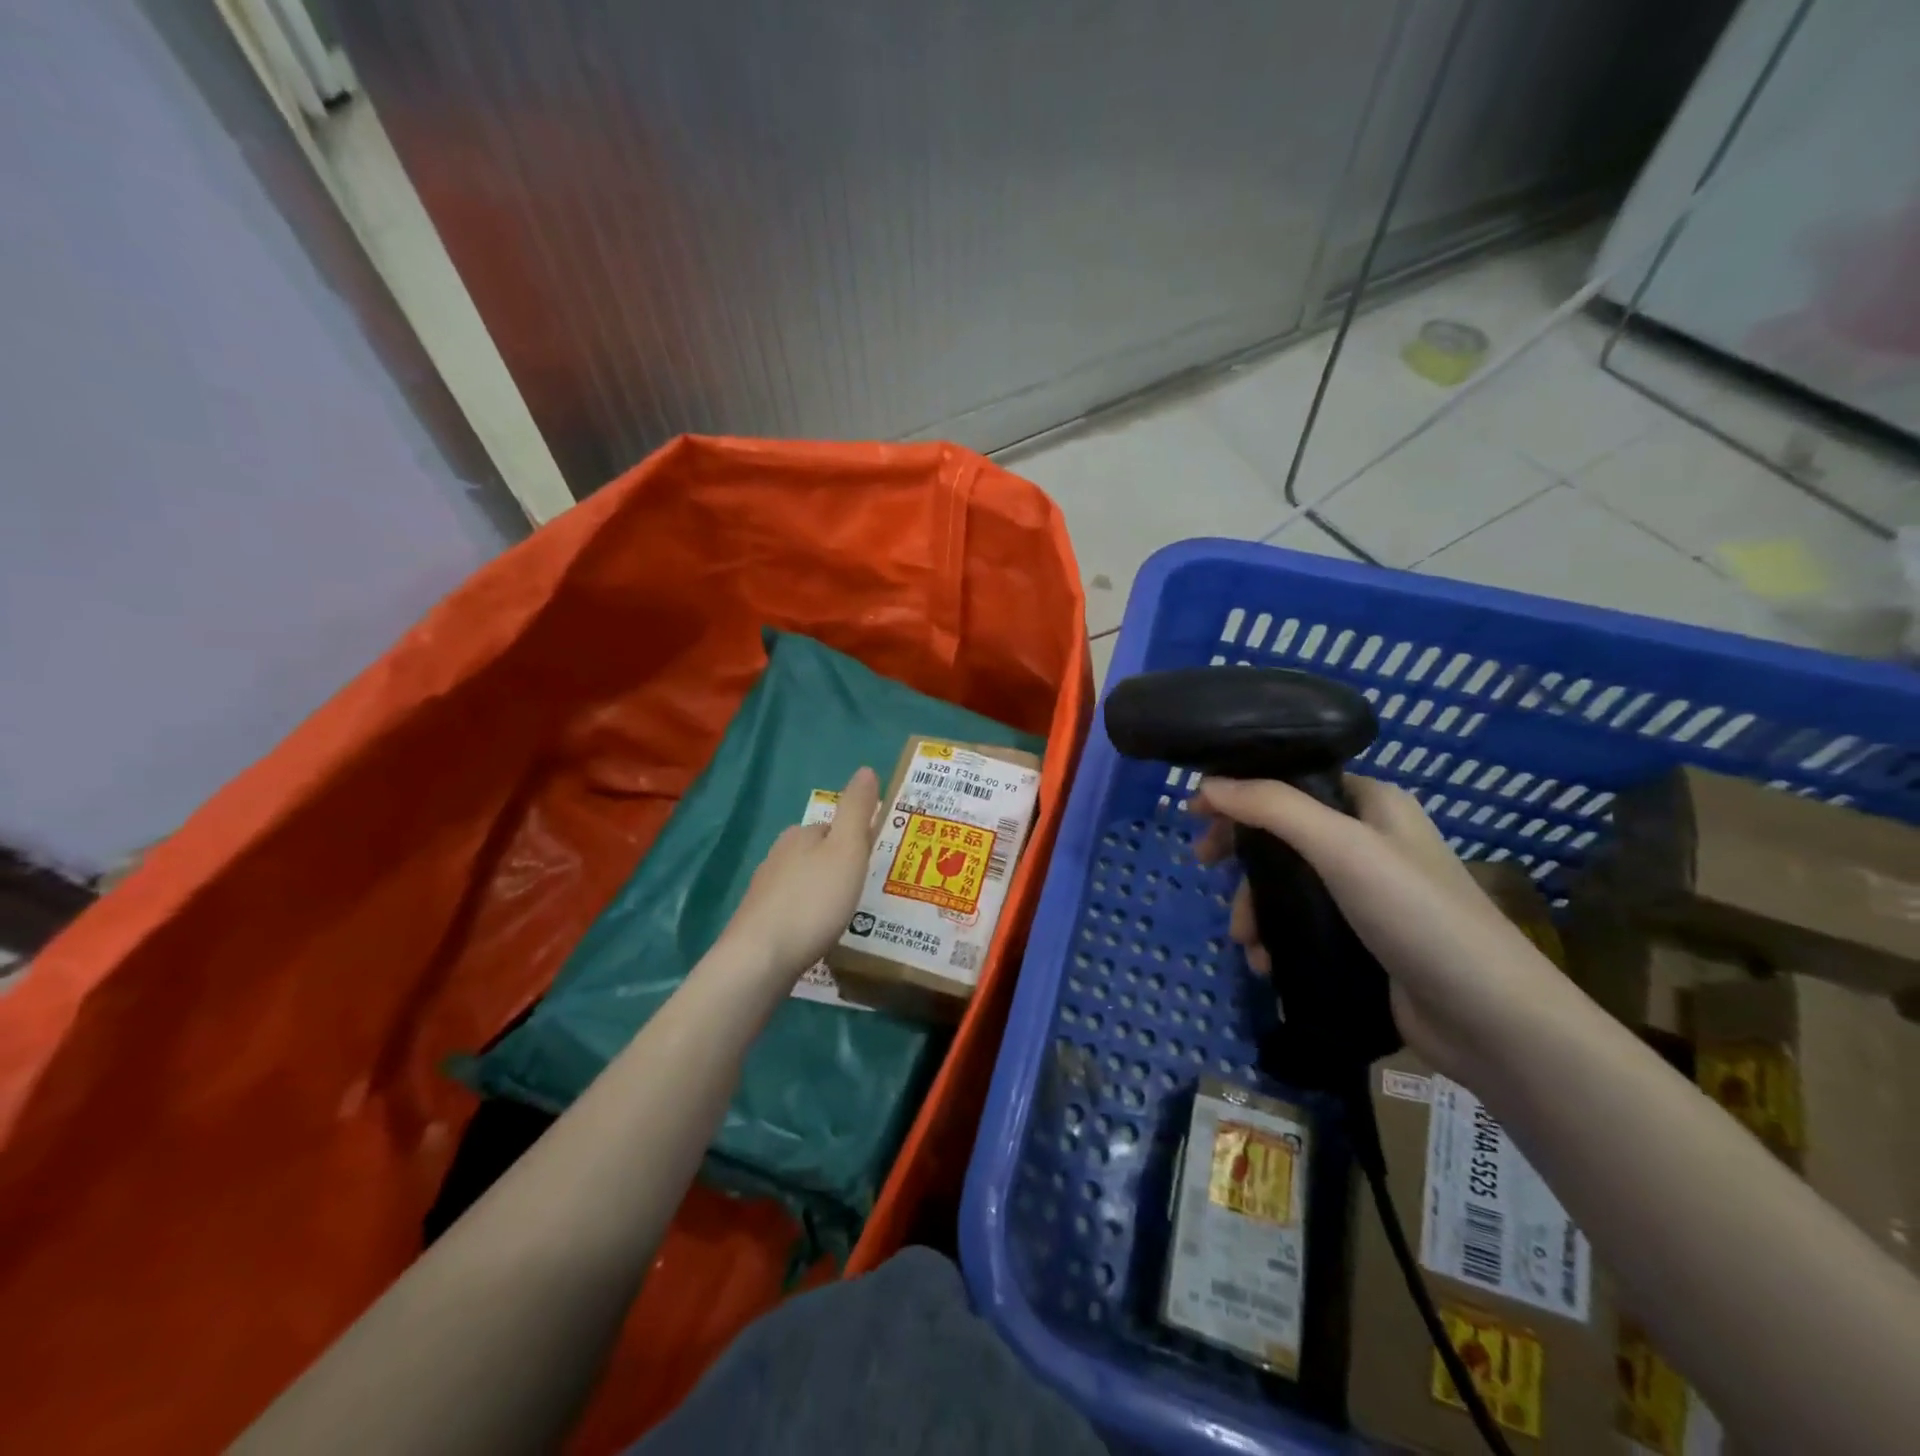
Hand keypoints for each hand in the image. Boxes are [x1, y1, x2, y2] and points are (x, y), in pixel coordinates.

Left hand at [718, 767, 882, 980]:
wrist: (760, 958)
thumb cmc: (813, 900)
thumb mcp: (847, 849)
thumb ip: (856, 810)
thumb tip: (866, 769)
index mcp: (800, 835)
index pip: (832, 828)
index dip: (854, 842)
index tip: (873, 863)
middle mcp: (777, 856)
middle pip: (815, 855)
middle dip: (837, 869)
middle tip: (863, 891)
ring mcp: (763, 891)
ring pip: (801, 883)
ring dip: (821, 894)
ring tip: (844, 916)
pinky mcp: (757, 923)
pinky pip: (790, 911)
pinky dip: (806, 917)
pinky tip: (815, 936)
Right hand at [1194, 774, 1567, 1079]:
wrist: (1490, 1019)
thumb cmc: (1417, 915)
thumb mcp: (1342, 847)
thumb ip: (1272, 808)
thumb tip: (1207, 784)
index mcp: (1373, 804)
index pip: (1293, 780)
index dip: (1242, 790)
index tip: (1197, 813)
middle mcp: (1369, 840)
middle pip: (1283, 832)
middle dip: (1241, 854)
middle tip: (1202, 864)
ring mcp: (1366, 892)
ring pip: (1287, 882)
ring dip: (1255, 906)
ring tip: (1244, 940)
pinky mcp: (1361, 938)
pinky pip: (1301, 923)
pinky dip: (1276, 936)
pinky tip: (1266, 962)